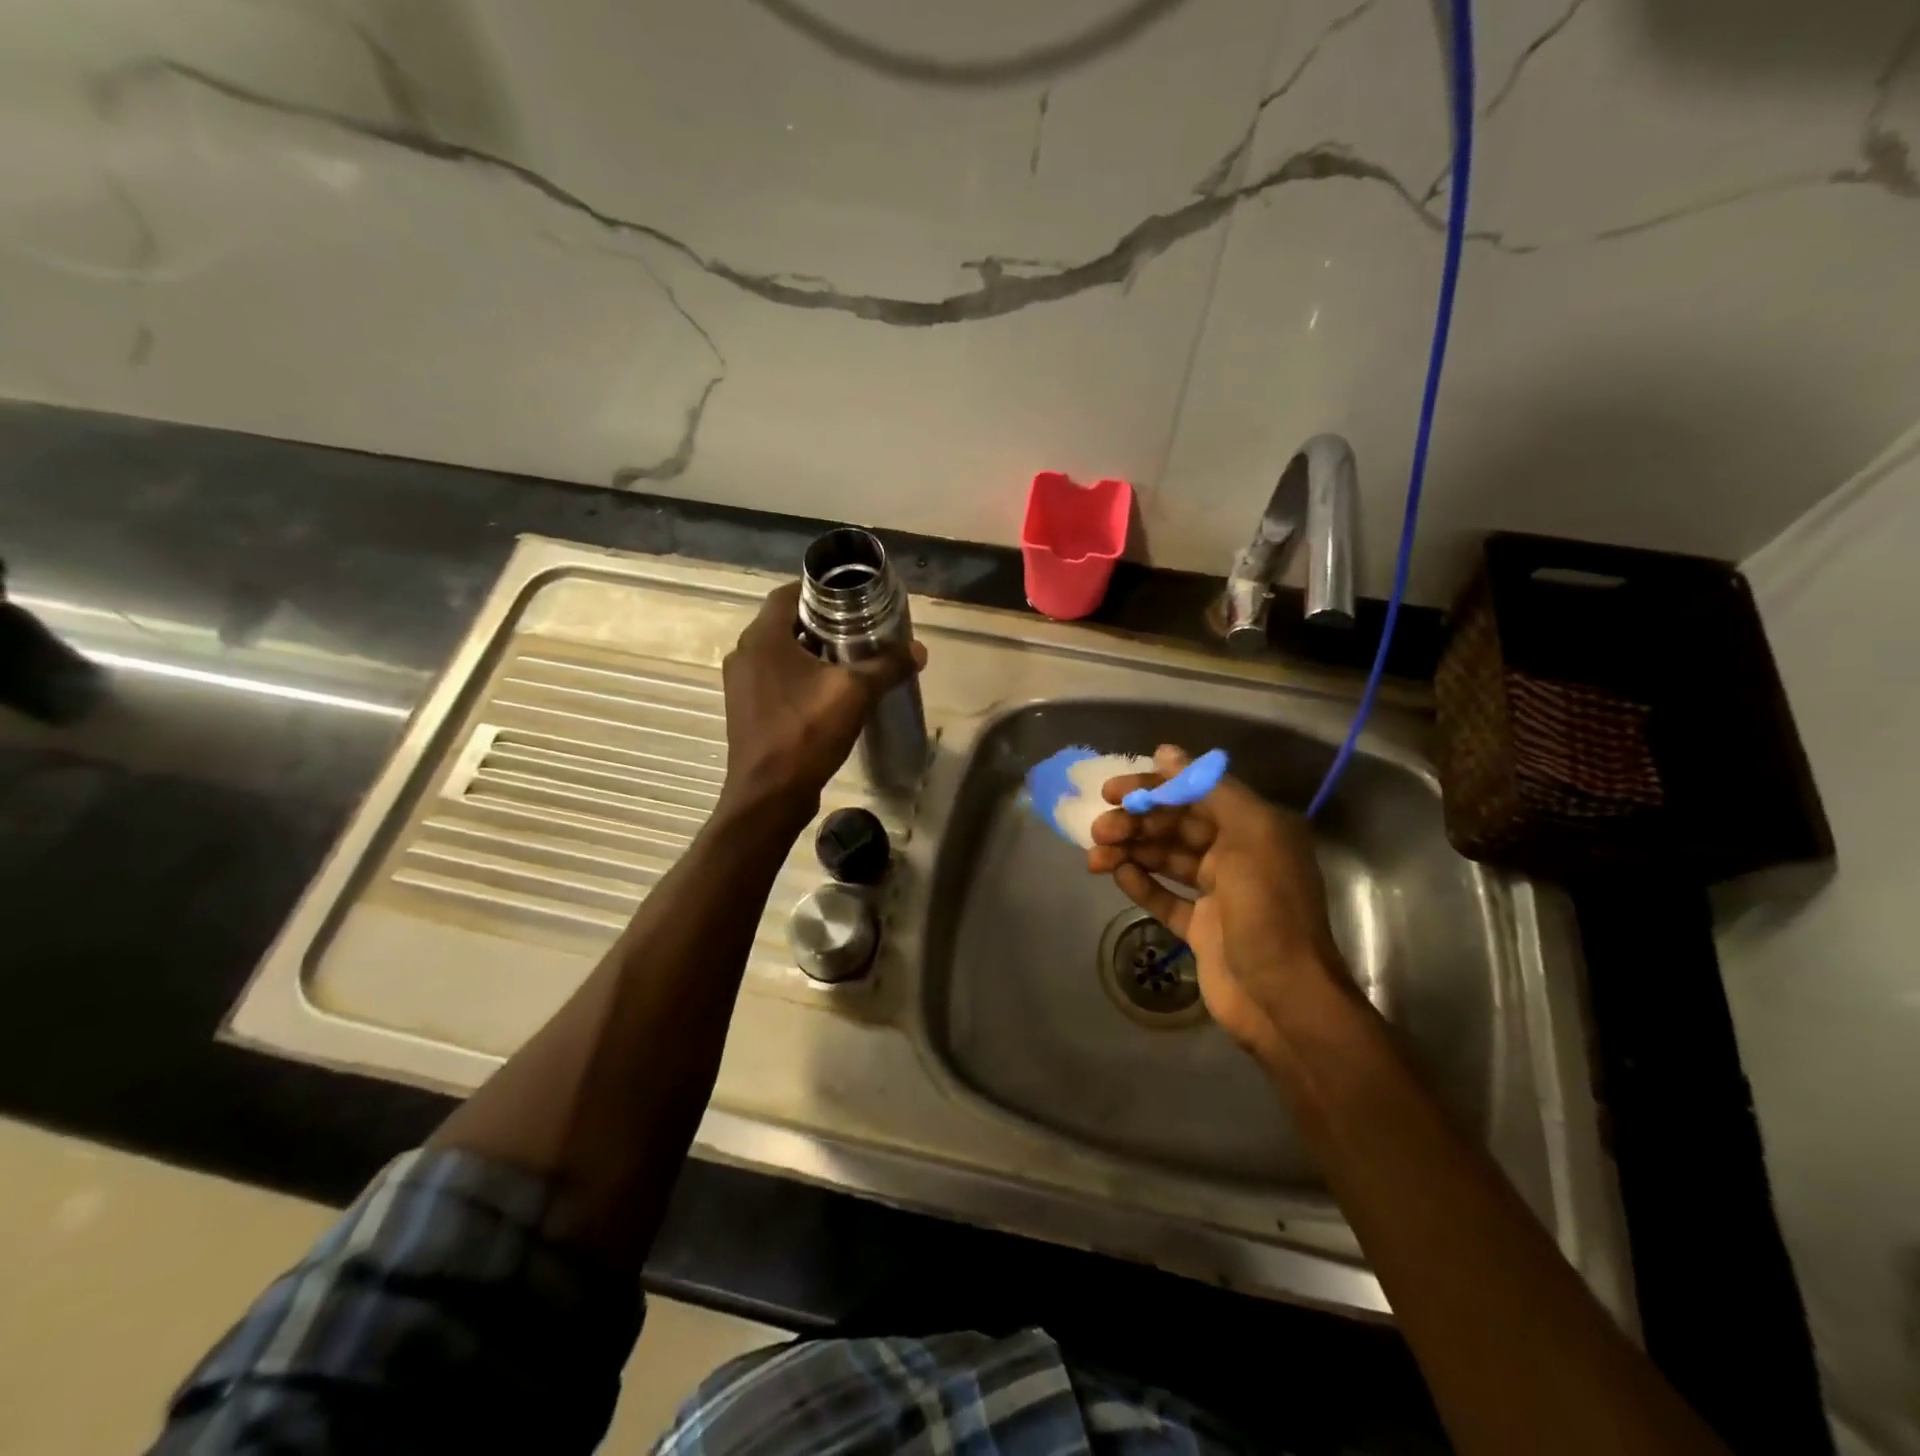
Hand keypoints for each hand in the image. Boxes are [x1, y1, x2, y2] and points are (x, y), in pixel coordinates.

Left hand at [719, 582, 924, 818]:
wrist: (769, 795)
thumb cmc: (806, 733)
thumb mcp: (855, 693)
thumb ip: (888, 666)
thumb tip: (919, 650)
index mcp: (762, 638)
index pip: (788, 593)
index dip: (820, 591)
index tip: (852, 598)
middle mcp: (745, 654)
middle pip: (786, 623)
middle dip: (822, 623)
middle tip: (859, 629)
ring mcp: (742, 684)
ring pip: (781, 653)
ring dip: (812, 652)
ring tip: (850, 659)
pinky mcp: (747, 709)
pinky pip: (776, 679)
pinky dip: (800, 676)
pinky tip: (830, 693)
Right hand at [1087, 744, 1349, 1059]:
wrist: (1283, 999)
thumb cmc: (1268, 910)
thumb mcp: (1250, 836)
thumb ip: (1209, 789)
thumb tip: (1166, 752)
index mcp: (1255, 827)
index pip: (1195, 794)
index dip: (1152, 788)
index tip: (1112, 791)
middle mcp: (1237, 854)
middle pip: (1176, 826)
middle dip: (1136, 823)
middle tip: (1099, 830)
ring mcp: (1219, 894)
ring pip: (1166, 859)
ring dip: (1131, 852)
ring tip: (1094, 857)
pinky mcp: (1202, 928)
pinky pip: (1166, 897)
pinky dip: (1142, 884)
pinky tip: (1117, 876)